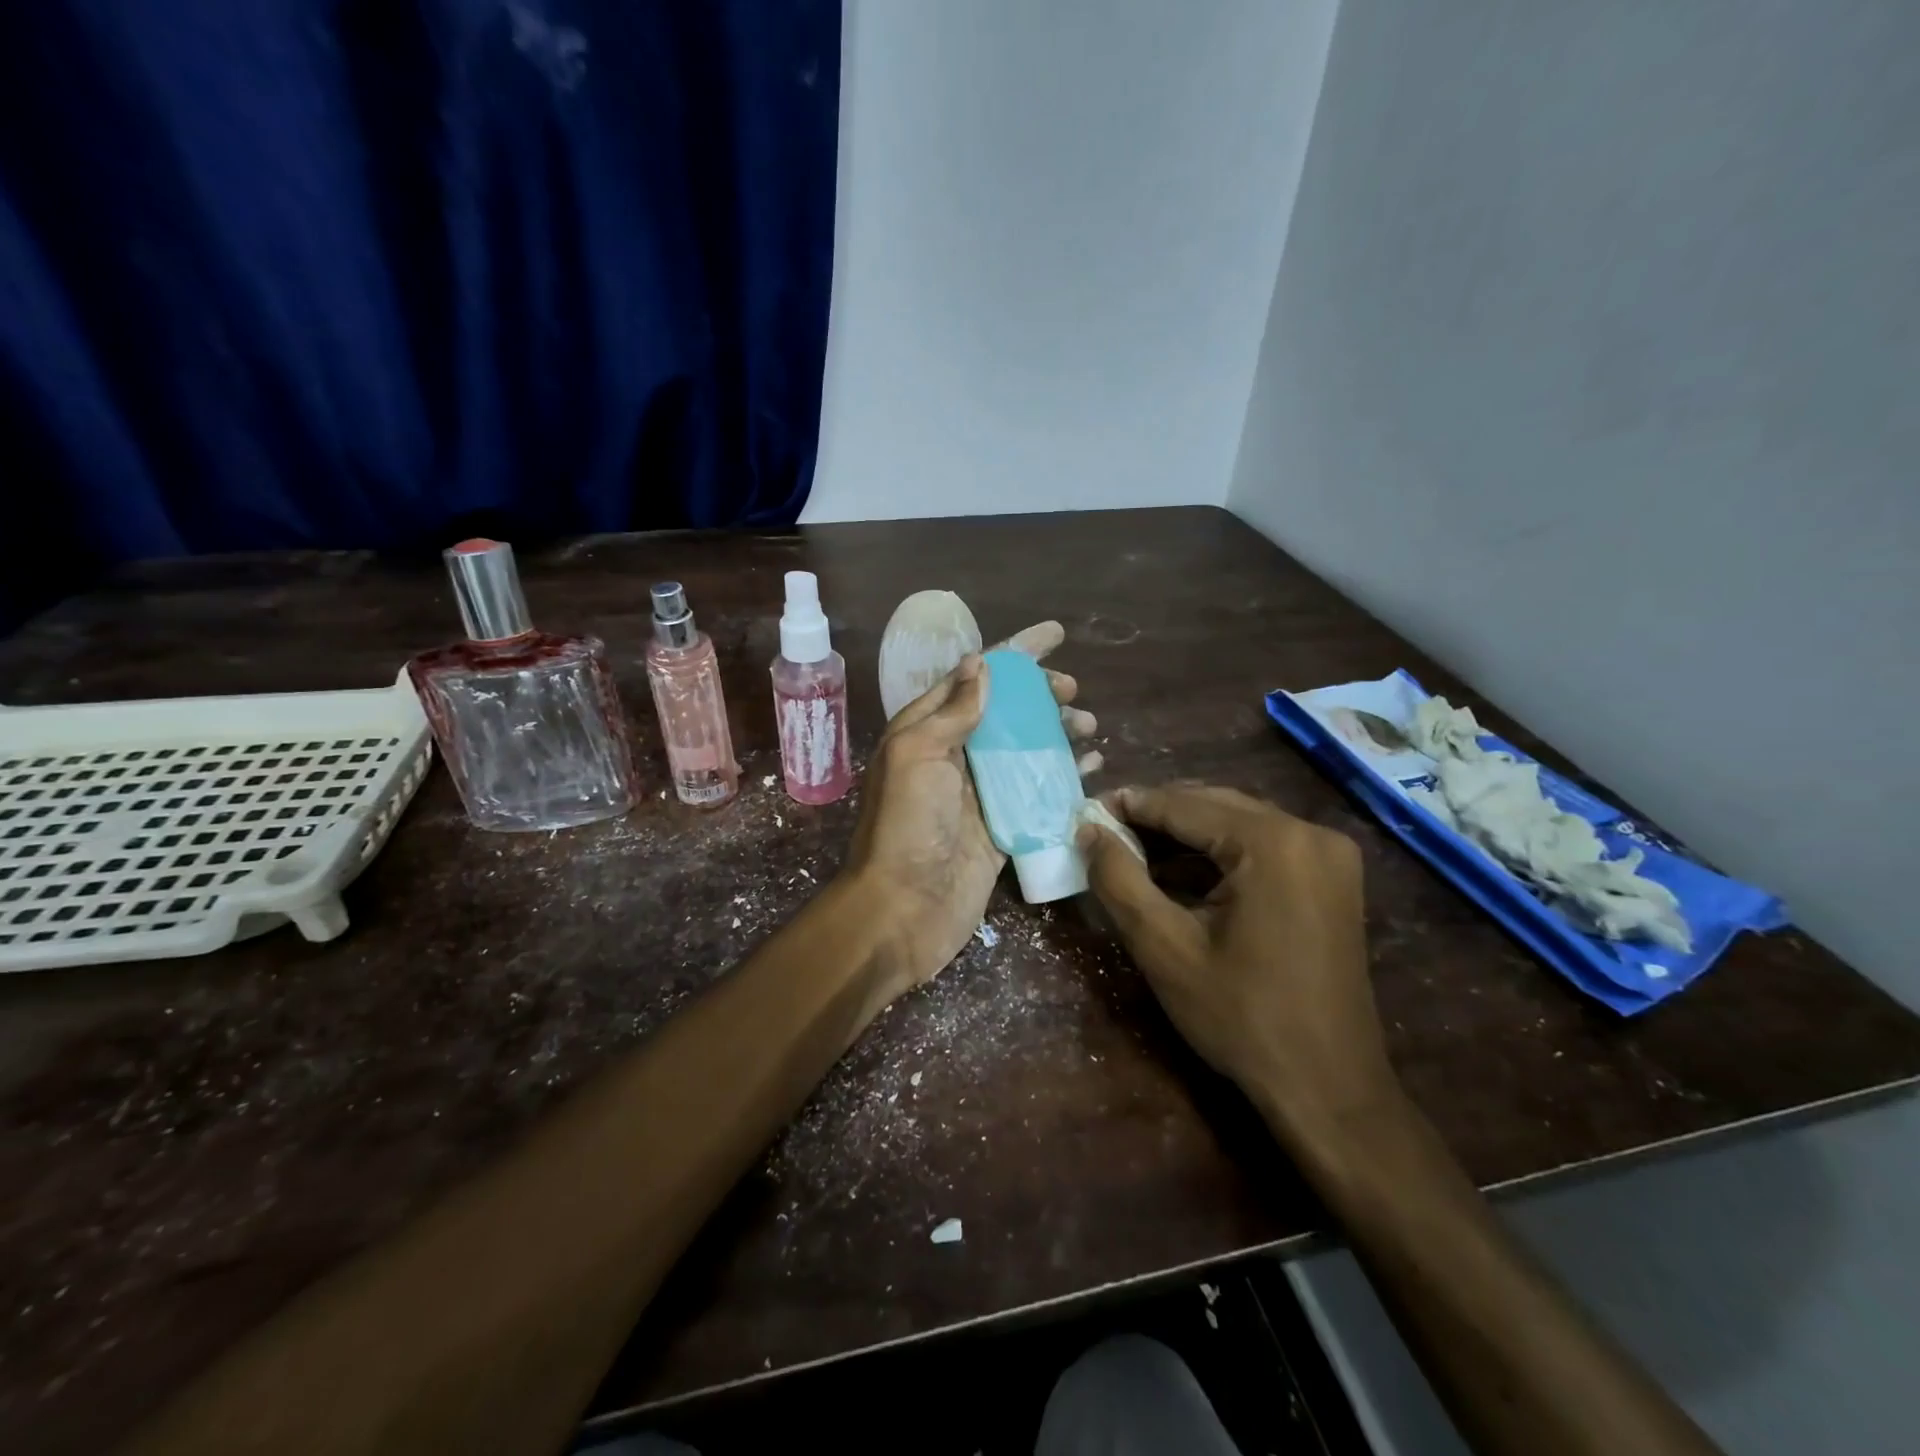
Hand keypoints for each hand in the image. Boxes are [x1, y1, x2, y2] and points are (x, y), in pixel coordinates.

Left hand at [845, 622, 1096, 1002]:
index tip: (1055, 634)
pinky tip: (1091, 766)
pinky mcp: (1001, 828)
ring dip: (1057, 732)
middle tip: (1074, 691)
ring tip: (1090, 725)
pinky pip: (1037, 792)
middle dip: (1041, 694)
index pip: (975, 677)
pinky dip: (1064, 776)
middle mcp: (954, 756)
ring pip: (1025, 749)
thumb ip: (951, 711)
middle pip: (1005, 712)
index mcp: (927, 731)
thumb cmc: (906, 826)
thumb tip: (980, 663)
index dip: (1014, 653)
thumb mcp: (917, 755)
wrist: (902, 909)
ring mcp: (979, 793)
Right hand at [1077, 784, 1397, 1144]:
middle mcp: (1309, 832)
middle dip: (1156, 817)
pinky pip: (1262, 846)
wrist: (1328, 1088)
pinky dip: (1218, 854)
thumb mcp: (1164, 948)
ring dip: (1185, 835)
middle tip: (1104, 834)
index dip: (1128, 805)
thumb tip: (1087, 830)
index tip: (1084, 812)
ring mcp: (1328, 854)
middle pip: (1213, 805)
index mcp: (1272, 843)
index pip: (1183, 805)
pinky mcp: (1332, 878)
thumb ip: (1119, 879)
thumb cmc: (1242, 1018)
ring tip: (1133, 852)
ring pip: (1237, 823)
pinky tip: (1181, 874)